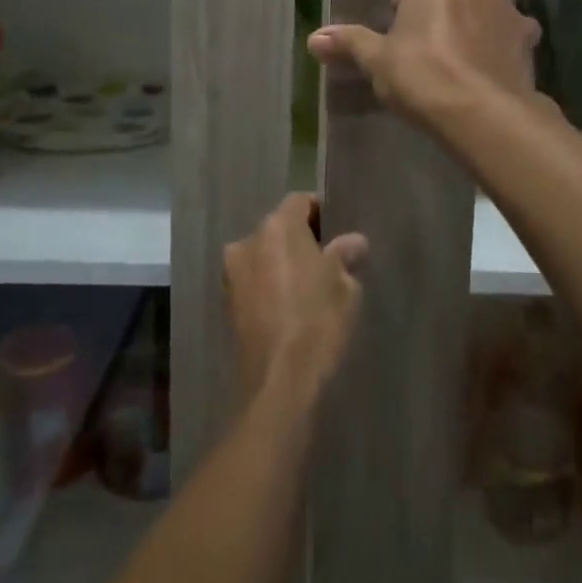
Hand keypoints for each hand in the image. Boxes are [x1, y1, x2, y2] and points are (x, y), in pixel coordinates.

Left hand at [223, 193, 369, 397]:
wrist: (278, 381)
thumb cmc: (317, 322)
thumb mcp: (344, 286)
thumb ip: (345, 255)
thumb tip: (354, 241)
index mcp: (277, 227)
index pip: (300, 202)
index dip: (321, 212)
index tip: (338, 231)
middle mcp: (247, 242)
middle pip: (278, 228)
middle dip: (300, 239)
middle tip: (327, 260)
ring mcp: (232, 273)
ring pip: (263, 255)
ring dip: (281, 263)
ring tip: (308, 286)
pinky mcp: (227, 303)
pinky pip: (253, 281)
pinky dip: (269, 286)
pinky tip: (289, 306)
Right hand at [306, 0, 541, 126]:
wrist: (481, 114)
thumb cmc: (422, 74)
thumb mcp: (378, 61)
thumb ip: (350, 44)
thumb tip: (314, 39)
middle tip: (461, 9)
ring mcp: (512, 18)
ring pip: (520, 4)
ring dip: (502, 17)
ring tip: (479, 45)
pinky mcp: (528, 52)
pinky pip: (522, 41)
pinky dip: (509, 51)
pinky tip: (492, 74)